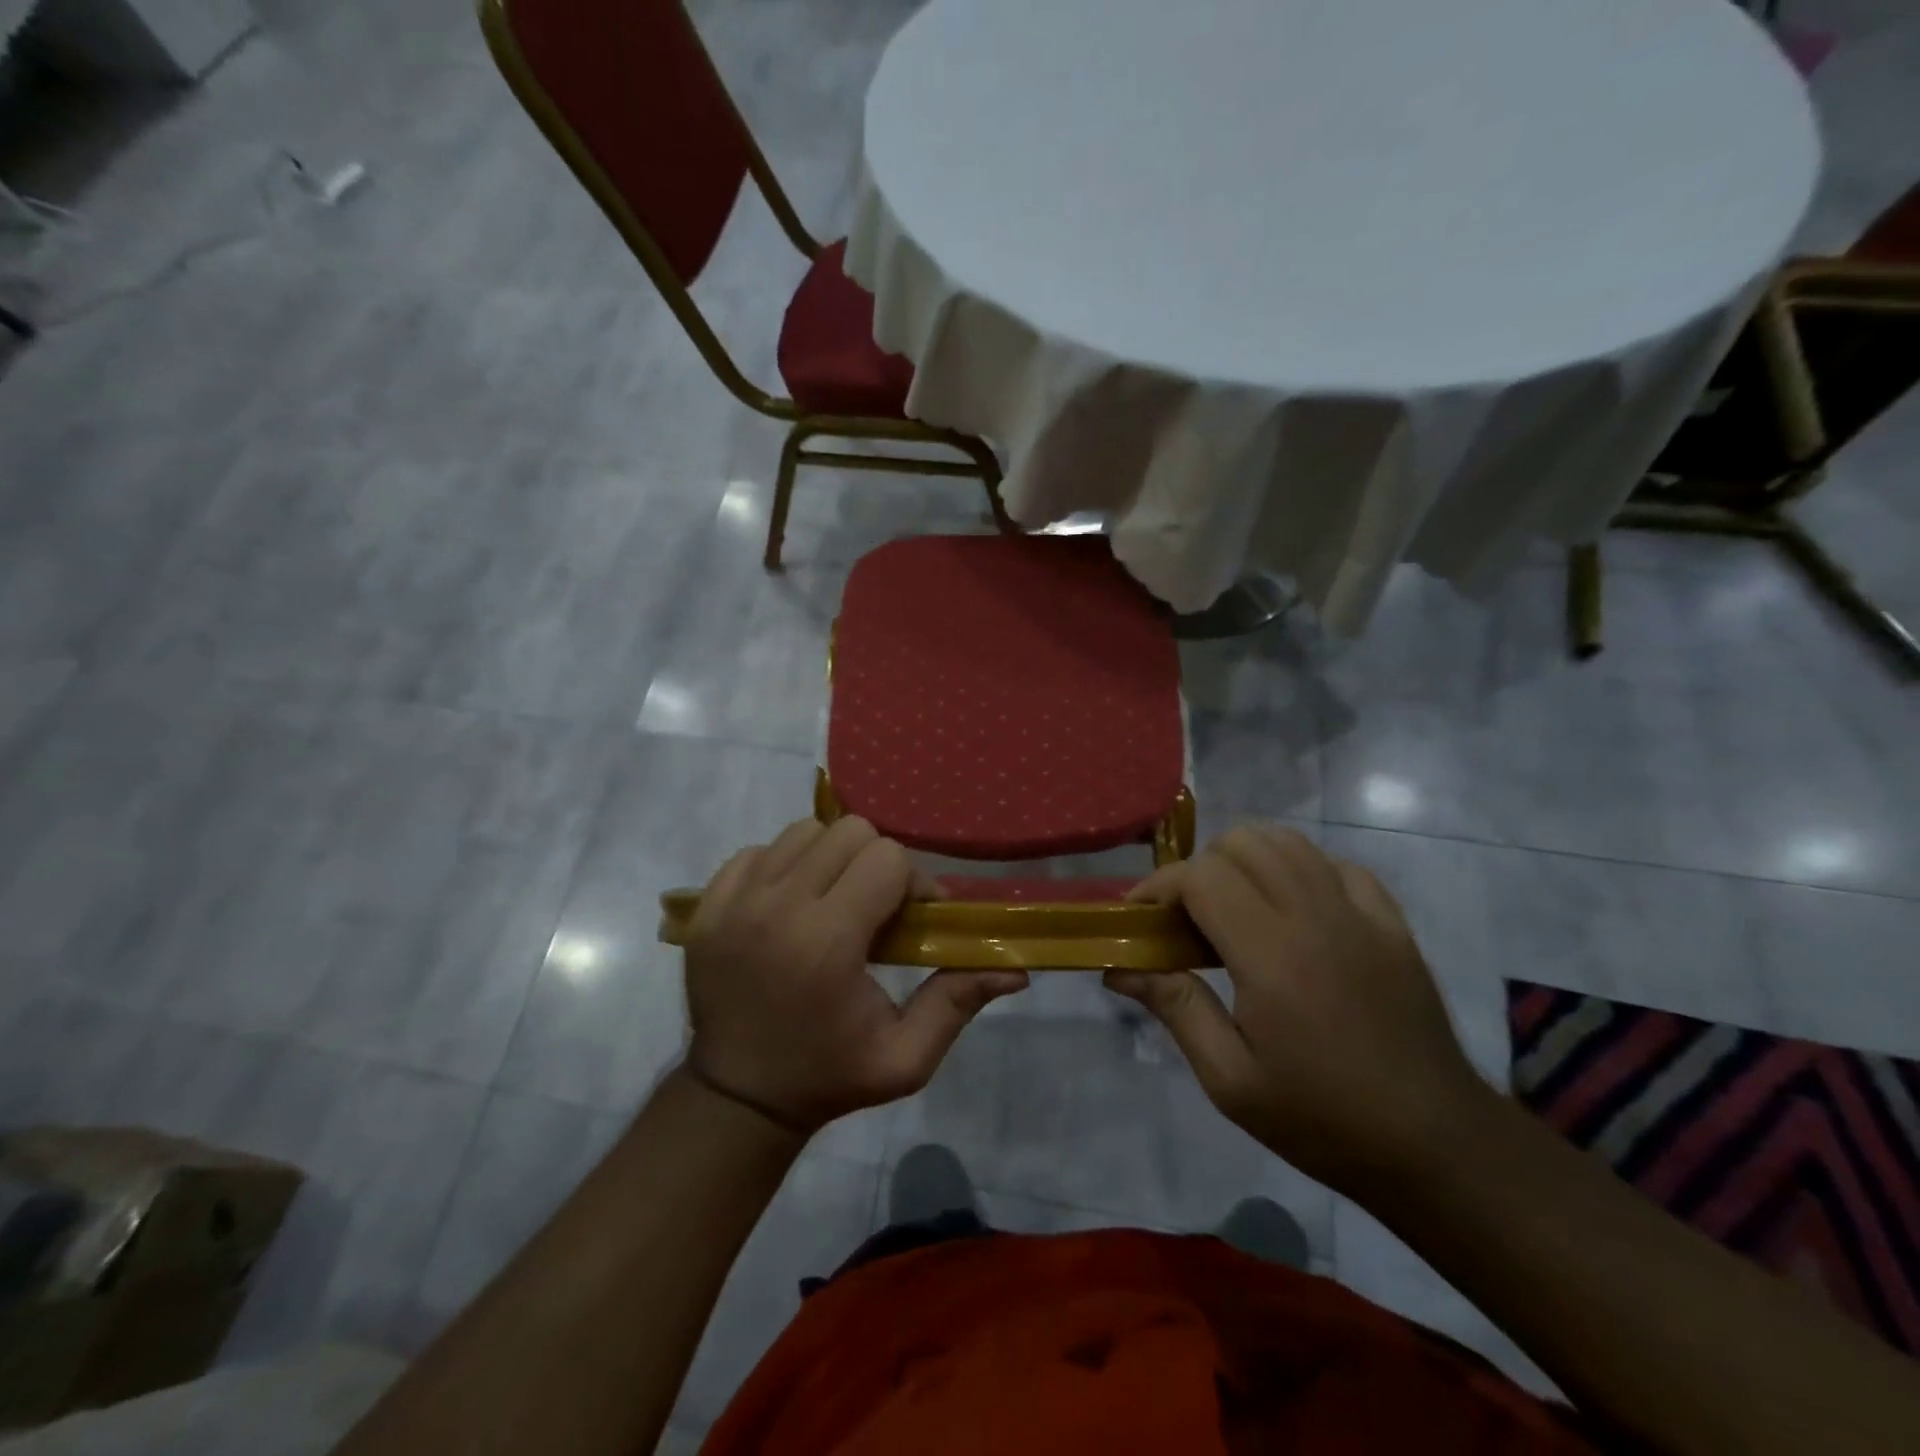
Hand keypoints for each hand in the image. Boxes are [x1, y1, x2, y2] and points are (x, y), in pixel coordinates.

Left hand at [681, 816, 1027, 1133]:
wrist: (737, 1098)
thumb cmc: (828, 1076)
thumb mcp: (905, 1057)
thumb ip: (957, 1001)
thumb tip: (1018, 969)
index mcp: (826, 941)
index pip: (887, 859)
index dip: (913, 882)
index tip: (914, 918)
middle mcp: (776, 907)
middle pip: (849, 832)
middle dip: (877, 863)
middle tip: (877, 907)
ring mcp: (733, 901)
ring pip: (805, 831)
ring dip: (832, 858)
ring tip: (835, 901)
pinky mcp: (706, 904)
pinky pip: (760, 850)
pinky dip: (785, 865)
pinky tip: (792, 905)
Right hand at [1106, 825, 1487, 1194]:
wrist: (1436, 1145)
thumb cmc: (1323, 1119)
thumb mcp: (1231, 1081)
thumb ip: (1176, 1008)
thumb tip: (1120, 967)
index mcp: (1271, 954)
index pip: (1201, 876)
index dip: (1159, 886)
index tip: (1140, 917)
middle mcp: (1315, 916)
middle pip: (1242, 843)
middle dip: (1199, 869)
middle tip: (1187, 919)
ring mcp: (1361, 914)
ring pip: (1288, 842)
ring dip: (1246, 860)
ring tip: (1234, 907)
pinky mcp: (1392, 924)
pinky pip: (1336, 865)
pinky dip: (1301, 871)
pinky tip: (1294, 912)